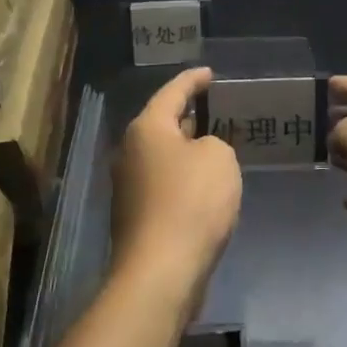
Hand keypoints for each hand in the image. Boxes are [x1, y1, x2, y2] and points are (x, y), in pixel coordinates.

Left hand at [110, 67, 242, 315]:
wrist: (160, 273)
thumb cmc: (191, 203)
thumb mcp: (219, 158)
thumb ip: (213, 143)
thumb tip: (197, 153)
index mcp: (147, 127)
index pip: (173, 91)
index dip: (193, 80)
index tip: (210, 74)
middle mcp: (130, 150)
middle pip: (161, 123)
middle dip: (187, 115)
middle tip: (213, 110)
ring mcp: (127, 186)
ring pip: (161, 155)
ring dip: (185, 150)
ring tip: (213, 146)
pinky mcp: (134, 216)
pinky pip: (162, 183)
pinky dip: (182, 178)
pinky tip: (202, 187)